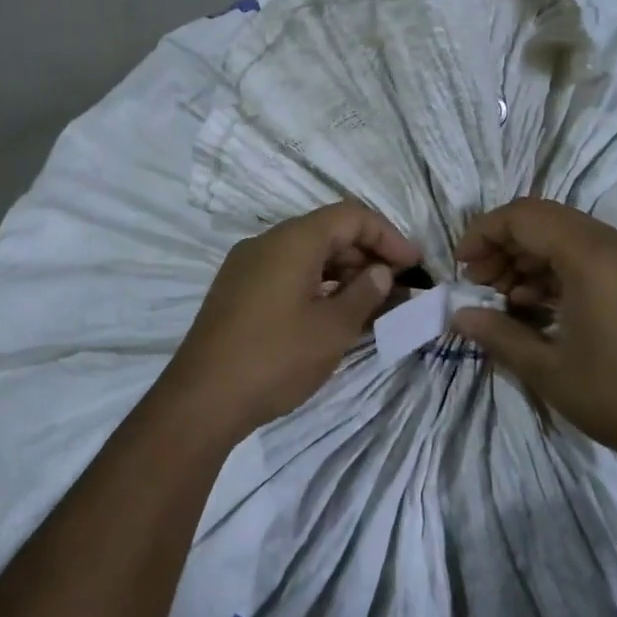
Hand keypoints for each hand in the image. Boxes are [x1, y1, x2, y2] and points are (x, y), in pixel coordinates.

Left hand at [163, 202, 420, 440]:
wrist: (202, 400)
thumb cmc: (275, 359)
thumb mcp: (332, 329)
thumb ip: (364, 293)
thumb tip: (379, 271)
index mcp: (292, 241)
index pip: (350, 216)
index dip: (387, 236)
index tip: (414, 265)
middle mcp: (266, 243)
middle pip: (327, 232)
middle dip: (367, 255)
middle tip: (398, 288)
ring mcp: (247, 266)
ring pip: (306, 254)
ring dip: (343, 272)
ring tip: (373, 304)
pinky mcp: (237, 291)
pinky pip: (286, 273)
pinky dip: (317, 285)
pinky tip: (334, 314)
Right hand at [451, 198, 616, 478]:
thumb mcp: (548, 370)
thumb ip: (498, 334)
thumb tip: (459, 315)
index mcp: (594, 257)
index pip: (524, 217)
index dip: (484, 233)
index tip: (461, 265)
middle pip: (544, 220)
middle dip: (503, 245)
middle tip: (478, 282)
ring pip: (566, 236)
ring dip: (528, 258)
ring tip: (503, 298)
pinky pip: (589, 255)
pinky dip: (556, 270)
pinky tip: (535, 305)